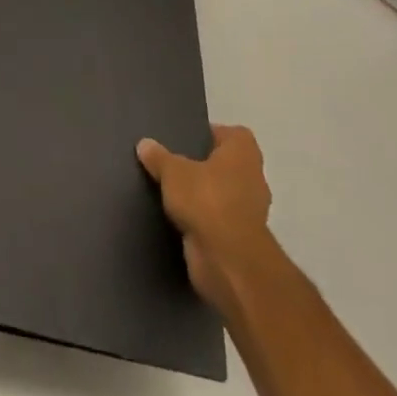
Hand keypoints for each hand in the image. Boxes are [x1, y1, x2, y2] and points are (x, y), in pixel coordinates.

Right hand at [137, 124, 272, 320]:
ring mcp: (248, 211)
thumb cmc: (206, 200)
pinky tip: (176, 219)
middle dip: (201, 167)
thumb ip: (158, 157)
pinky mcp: (239, 239)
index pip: (230, 134)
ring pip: (220, 194)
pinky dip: (201, 221)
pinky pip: (216, 221)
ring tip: (169, 192)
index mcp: (243, 152)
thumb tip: (144, 144)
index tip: (184, 140)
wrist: (228, 261)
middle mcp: (252, 178)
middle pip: (224, 165)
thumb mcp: (172, 171)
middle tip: (171, 164)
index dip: (209, 135)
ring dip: (201, 196)